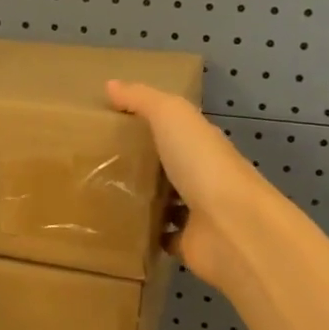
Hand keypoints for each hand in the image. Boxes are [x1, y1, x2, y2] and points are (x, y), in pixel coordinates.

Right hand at [105, 80, 273, 289]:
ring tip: (99, 197)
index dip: (149, 125)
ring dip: (142, 201)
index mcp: (201, 144)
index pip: (176, 131)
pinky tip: (117, 231)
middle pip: (169, 167)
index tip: (112, 125)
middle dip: (142, 164)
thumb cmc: (203, 164)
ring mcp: (196, 213)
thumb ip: (142, 100)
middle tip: (96, 163)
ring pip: (165, 203)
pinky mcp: (187, 245)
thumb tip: (110, 84)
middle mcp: (202, 176)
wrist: (231, 227)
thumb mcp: (171, 117)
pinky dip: (145, 235)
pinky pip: (161, 237)